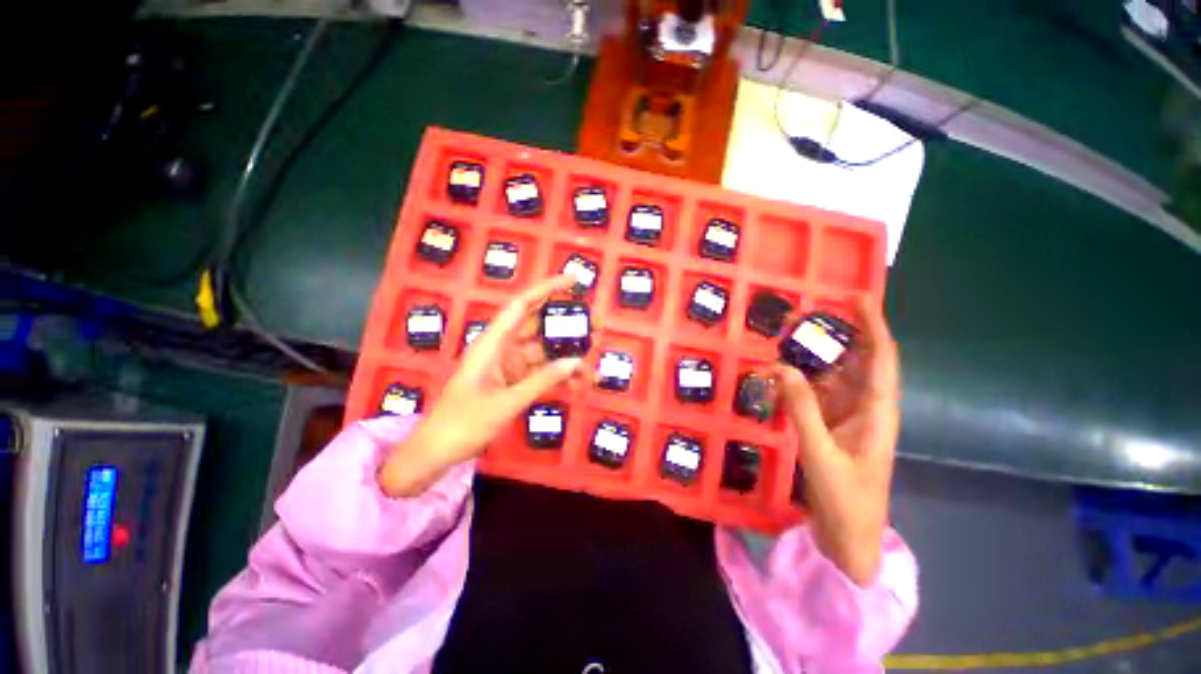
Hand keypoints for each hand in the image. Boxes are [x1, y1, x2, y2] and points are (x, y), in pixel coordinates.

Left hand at [378, 275, 583, 496]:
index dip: (547, 289)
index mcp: (492, 343)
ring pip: (543, 352)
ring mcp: (508, 365)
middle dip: (566, 325)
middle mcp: (501, 348)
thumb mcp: (507, 403)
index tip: (573, 282)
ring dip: (566, 356)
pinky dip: (557, 376)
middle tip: (595, 326)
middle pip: (538, 326)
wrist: (438, 451)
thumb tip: (576, 362)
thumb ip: (543, 380)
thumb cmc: (464, 423)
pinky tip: (576, 384)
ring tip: (592, 364)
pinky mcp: (513, 380)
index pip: (522, 305)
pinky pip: (540, 371)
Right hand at [768, 296, 900, 586]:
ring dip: (810, 356)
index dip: (872, 325)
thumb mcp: (821, 455)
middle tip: (798, 316)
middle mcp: (864, 406)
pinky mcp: (827, 424)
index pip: (880, 358)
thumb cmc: (847, 501)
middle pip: (853, 360)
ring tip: (783, 337)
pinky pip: (812, 392)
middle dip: (831, 334)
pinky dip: (797, 379)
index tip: (856, 298)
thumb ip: (802, 410)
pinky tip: (778, 371)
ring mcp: (844, 415)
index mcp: (876, 411)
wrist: (848, 537)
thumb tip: (781, 367)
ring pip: (830, 374)